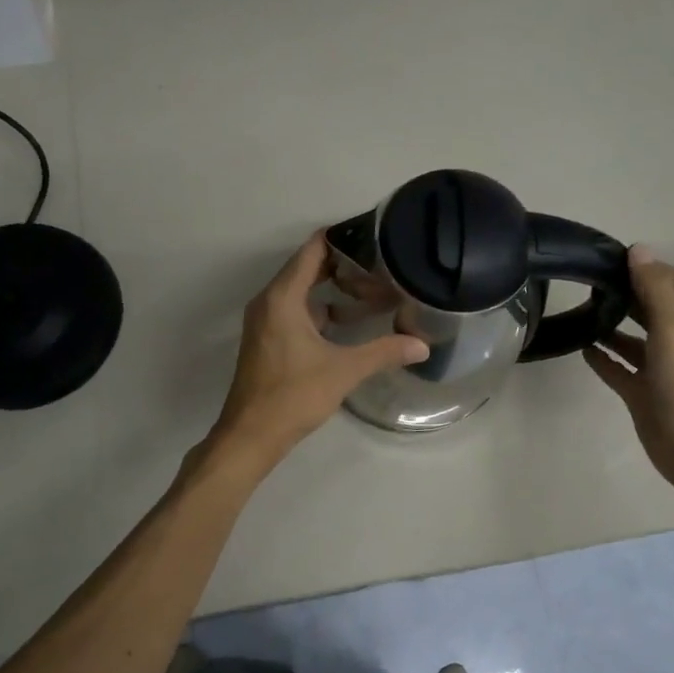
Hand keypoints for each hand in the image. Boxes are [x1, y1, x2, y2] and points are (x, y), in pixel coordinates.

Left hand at [209, 233, 427, 469]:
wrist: (250, 435)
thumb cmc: (293, 396)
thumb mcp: (344, 371)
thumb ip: (384, 352)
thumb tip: (422, 345)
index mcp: (282, 298)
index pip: (312, 250)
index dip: (342, 239)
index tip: (373, 237)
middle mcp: (269, 302)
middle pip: (307, 268)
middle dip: (343, 266)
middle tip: (381, 265)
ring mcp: (265, 321)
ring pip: (301, 292)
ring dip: (332, 290)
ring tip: (372, 291)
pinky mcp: (267, 339)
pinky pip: (295, 311)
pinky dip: (320, 310)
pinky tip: (348, 323)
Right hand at [583, 246, 673, 489]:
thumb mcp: (673, 331)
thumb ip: (655, 291)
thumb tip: (639, 249)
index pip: (668, 282)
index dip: (643, 266)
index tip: (607, 255)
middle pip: (648, 307)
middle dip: (624, 291)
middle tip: (587, 280)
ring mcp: (658, 368)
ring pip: (631, 338)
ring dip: (610, 324)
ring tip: (579, 310)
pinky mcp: (641, 392)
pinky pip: (618, 368)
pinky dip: (602, 357)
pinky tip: (580, 348)